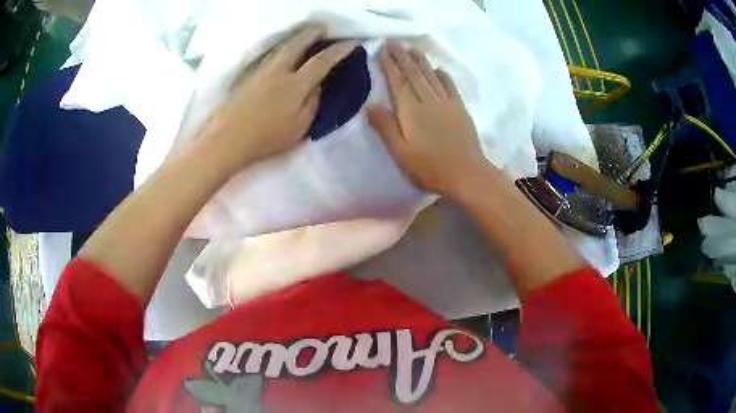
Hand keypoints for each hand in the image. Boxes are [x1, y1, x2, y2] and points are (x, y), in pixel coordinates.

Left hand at [201, 26, 357, 174]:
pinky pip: (269, 55)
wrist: (228, 140)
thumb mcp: (299, 128)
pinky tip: (283, 50)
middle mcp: (279, 71)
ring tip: (305, 33)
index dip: (339, 50)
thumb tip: (317, 86)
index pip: (322, 61)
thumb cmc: (266, 139)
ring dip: (296, 37)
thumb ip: (312, 103)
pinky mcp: (248, 76)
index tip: (352, 43)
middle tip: (323, 26)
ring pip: (282, 47)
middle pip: (298, 43)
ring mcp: (261, 71)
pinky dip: (281, 47)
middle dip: (313, 32)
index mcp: (296, 85)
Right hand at [367, 43, 489, 198]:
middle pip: (414, 74)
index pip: (398, 82)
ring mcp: (447, 104)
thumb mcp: (401, 153)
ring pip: (431, 76)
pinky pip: (450, 87)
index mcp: (411, 111)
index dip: (390, 66)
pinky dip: (443, 76)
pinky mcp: (460, 110)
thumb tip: (370, 104)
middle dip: (402, 57)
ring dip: (421, 61)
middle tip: (394, 42)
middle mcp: (429, 101)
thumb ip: (385, 128)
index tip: (382, 51)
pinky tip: (438, 69)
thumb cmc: (430, 168)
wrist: (467, 175)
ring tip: (412, 49)